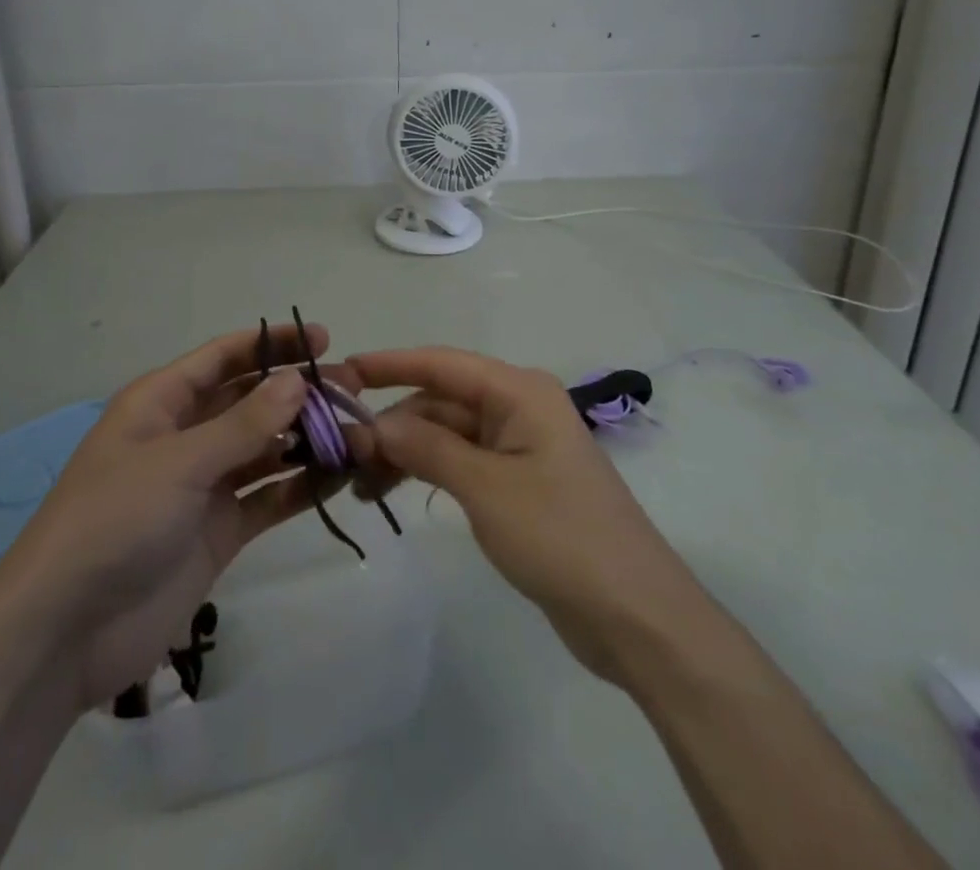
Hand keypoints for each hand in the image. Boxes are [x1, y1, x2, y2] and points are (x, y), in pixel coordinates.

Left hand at [0, 324, 351, 713]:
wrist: (64, 633)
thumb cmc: (113, 521)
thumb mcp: (178, 463)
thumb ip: (243, 424)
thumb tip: (298, 380)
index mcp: (162, 403)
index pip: (223, 357)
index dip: (272, 344)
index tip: (323, 338)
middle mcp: (185, 436)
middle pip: (250, 400)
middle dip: (297, 392)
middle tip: (352, 390)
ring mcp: (203, 485)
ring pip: (264, 448)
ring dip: (306, 439)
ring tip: (357, 431)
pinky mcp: (219, 531)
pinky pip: (268, 497)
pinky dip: (301, 486)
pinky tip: (340, 476)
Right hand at [350, 347, 694, 685]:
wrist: (636, 616)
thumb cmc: (561, 536)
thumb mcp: (486, 488)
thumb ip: (427, 448)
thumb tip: (376, 425)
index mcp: (519, 392)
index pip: (442, 363)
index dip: (391, 364)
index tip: (343, 371)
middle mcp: (518, 408)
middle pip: (441, 400)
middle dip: (393, 423)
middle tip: (344, 455)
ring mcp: (520, 447)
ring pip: (447, 433)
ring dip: (405, 452)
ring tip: (361, 485)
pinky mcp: (519, 483)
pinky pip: (461, 462)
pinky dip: (428, 472)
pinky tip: (395, 491)